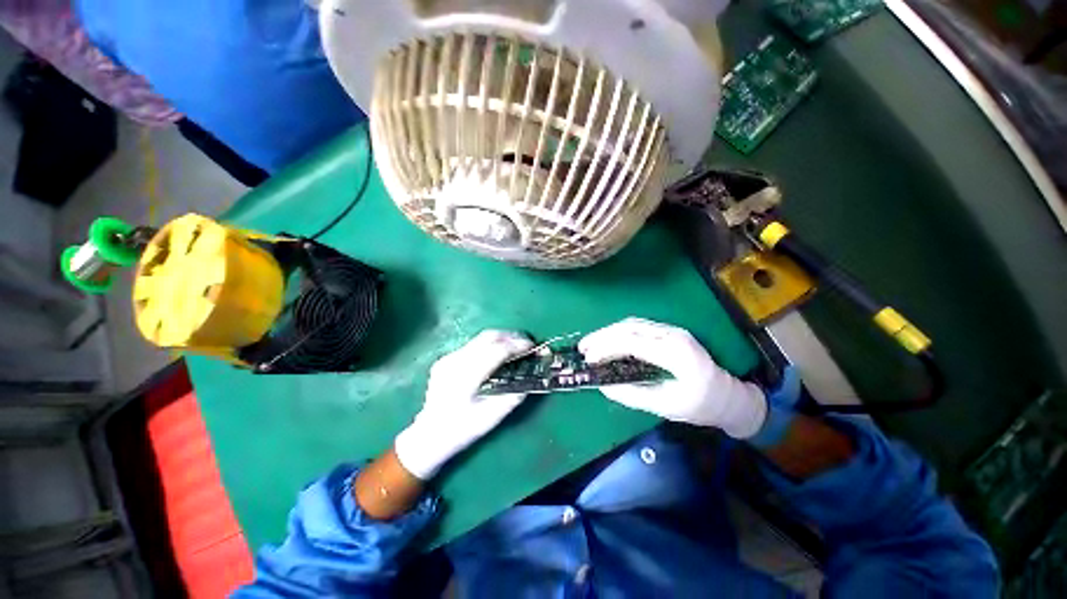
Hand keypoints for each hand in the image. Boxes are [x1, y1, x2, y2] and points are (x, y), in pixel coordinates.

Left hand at [394, 330, 533, 479]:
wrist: (428, 436)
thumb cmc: (461, 430)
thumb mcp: (491, 418)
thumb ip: (512, 397)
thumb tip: (531, 378)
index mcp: (466, 377)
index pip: (496, 351)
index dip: (516, 345)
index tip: (532, 346)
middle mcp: (455, 362)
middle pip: (487, 337)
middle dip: (510, 336)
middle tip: (526, 343)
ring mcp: (448, 358)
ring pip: (479, 339)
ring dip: (500, 339)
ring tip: (514, 346)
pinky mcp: (445, 359)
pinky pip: (472, 345)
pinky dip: (488, 345)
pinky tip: (495, 354)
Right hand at [579, 318, 766, 438]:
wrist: (728, 395)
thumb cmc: (701, 405)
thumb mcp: (667, 406)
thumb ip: (633, 395)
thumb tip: (603, 386)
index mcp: (676, 353)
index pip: (632, 342)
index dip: (606, 348)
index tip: (589, 360)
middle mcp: (673, 335)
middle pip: (629, 327)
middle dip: (602, 336)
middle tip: (583, 348)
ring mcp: (671, 331)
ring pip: (632, 324)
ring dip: (608, 332)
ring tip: (590, 344)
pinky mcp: (668, 332)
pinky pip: (638, 327)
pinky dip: (618, 333)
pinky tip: (608, 342)